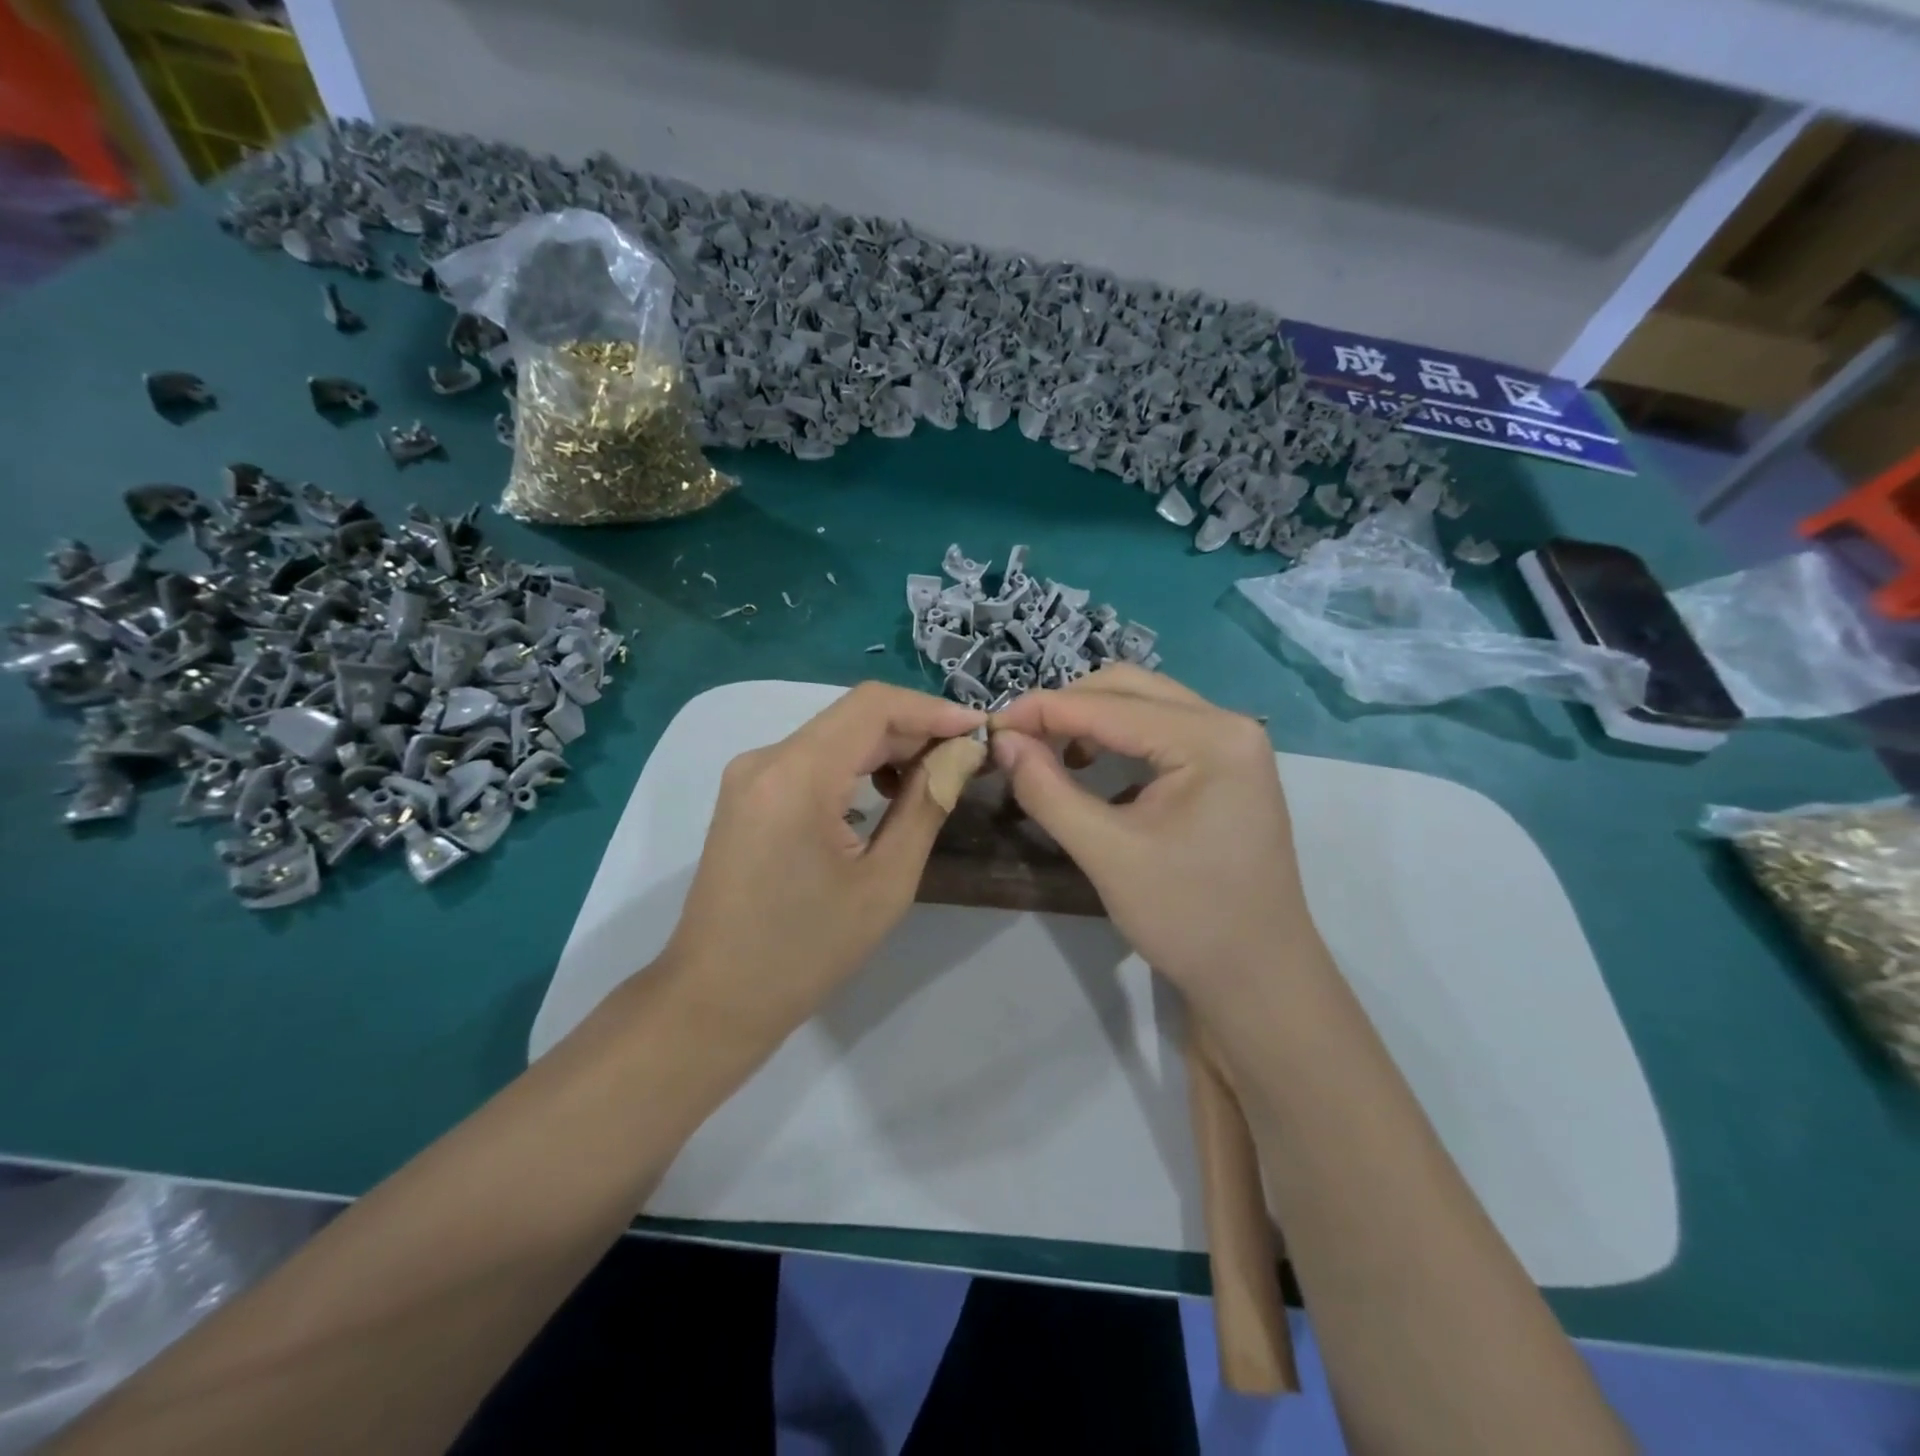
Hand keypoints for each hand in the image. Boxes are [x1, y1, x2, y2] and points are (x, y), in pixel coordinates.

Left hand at [661, 682, 984, 1042]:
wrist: (716, 998)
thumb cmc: (806, 951)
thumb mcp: (885, 882)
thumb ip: (926, 805)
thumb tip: (961, 754)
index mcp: (796, 775)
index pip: (873, 705)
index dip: (932, 709)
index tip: (980, 730)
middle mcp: (766, 758)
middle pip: (853, 717)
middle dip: (915, 730)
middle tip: (967, 758)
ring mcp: (750, 774)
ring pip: (834, 735)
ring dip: (887, 747)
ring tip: (934, 777)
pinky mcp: (748, 794)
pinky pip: (812, 759)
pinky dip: (855, 765)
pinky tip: (885, 792)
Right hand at [988, 666, 1316, 1009]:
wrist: (1258, 978)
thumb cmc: (1188, 918)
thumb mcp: (1107, 854)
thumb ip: (1048, 790)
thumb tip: (1002, 742)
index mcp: (1211, 738)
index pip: (1110, 705)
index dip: (1042, 709)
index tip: (990, 726)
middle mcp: (1229, 724)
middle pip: (1130, 688)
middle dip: (1066, 707)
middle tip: (1017, 739)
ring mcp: (1233, 744)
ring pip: (1144, 705)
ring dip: (1089, 720)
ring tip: (1046, 752)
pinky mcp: (1226, 766)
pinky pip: (1160, 731)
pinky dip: (1116, 739)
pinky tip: (1090, 768)